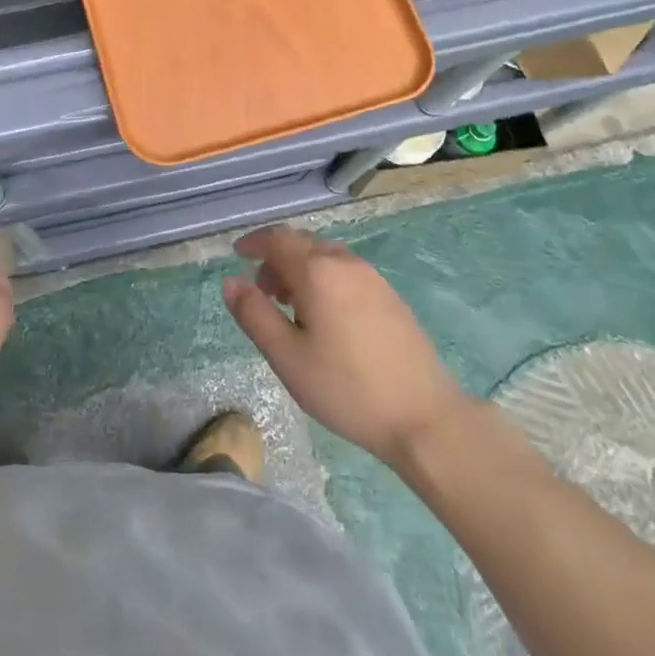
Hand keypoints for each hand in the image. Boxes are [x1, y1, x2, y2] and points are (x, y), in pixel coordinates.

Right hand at [224, 225, 467, 466]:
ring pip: (325, 255)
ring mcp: (372, 276)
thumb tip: (231, 281)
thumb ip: (254, 315)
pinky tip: (324, 316)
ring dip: (300, 268)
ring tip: (290, 308)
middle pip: (302, 242)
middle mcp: (345, 262)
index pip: (278, 239)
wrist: (423, 416)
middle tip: (261, 291)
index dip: (254, 243)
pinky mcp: (389, 295)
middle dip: (276, 258)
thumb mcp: (287, 357)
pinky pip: (344, 270)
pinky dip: (323, 278)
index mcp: (318, 270)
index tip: (237, 255)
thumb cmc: (346, 388)